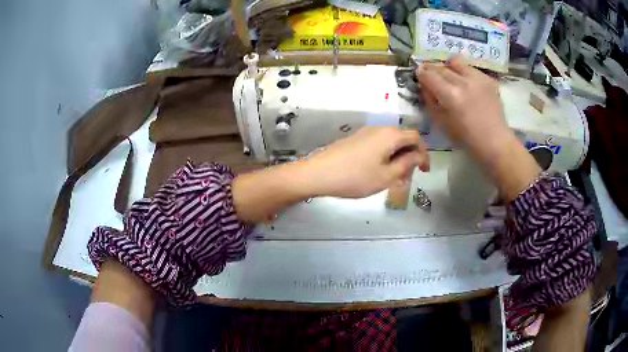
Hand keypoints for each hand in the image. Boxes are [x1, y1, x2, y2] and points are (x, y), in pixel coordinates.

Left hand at [304, 127, 429, 197]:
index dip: (424, 153)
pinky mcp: (355, 140)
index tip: (424, 171)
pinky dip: (385, 157)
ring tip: (393, 179)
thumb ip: (407, 164)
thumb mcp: (386, 175)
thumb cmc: (356, 177)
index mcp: (390, 135)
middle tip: (407, 178)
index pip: (416, 138)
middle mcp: (379, 129)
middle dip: (410, 157)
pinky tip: (377, 173)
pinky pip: (377, 145)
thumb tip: (419, 156)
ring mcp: (365, 133)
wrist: (318, 173)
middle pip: (403, 139)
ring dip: (397, 158)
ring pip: (390, 143)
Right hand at [416, 57, 540, 200]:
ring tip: (449, 75)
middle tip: (431, 75)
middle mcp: (463, 82)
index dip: (421, 73)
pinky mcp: (488, 79)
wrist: (495, 142)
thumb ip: (430, 101)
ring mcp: (478, 79)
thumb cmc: (466, 138)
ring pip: (456, 62)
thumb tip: (425, 86)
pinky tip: (466, 83)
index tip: (419, 74)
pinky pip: (471, 69)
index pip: (429, 75)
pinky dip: (464, 72)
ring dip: (448, 67)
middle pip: (441, 67)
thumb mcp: (441, 123)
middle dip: (432, 70)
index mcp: (450, 95)